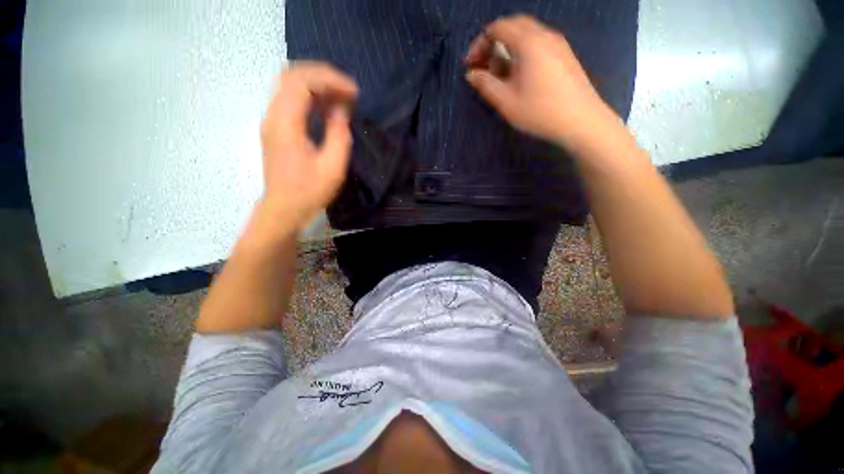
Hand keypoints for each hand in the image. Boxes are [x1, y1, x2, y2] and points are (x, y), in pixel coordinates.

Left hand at [259, 62, 357, 232]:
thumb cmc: (309, 191)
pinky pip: (291, 101)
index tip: (354, 92)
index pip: (303, 81)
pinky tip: (327, 108)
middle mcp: (273, 115)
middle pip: (292, 75)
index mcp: (286, 123)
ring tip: (341, 97)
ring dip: (317, 85)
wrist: (284, 209)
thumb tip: (341, 109)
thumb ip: (339, 134)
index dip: (330, 80)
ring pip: (290, 86)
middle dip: (323, 76)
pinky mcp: (275, 129)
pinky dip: (310, 97)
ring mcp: (271, 121)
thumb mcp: (332, 167)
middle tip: (348, 90)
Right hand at [465, 15, 615, 147]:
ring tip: (500, 74)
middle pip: (512, 26)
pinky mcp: (564, 54)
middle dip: (493, 43)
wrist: (581, 121)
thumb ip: (486, 84)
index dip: (479, 44)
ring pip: (526, 35)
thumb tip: (471, 74)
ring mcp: (557, 43)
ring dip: (507, 48)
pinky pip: (538, 43)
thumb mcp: (506, 102)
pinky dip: (522, 52)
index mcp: (528, 42)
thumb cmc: (540, 112)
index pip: (497, 28)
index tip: (471, 65)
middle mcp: (544, 35)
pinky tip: (519, 75)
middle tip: (484, 67)